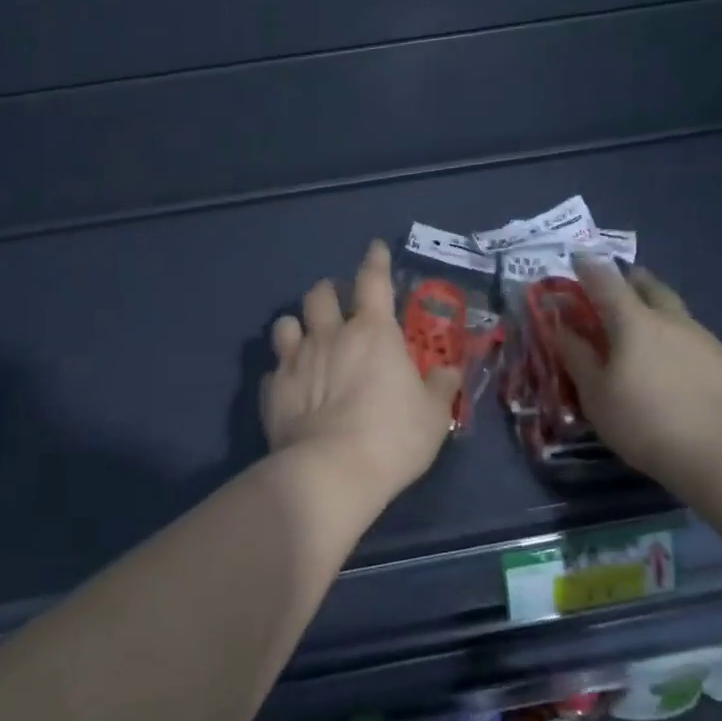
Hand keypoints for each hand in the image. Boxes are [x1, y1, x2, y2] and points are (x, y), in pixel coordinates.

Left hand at [261, 240, 461, 503]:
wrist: (331, 471)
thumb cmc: (392, 437)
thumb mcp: (432, 415)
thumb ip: (440, 387)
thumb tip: (449, 371)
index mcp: (372, 332)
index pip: (373, 280)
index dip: (375, 261)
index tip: (374, 249)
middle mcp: (329, 335)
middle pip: (320, 294)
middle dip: (328, 292)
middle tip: (337, 304)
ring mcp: (294, 360)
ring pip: (285, 323)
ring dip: (296, 325)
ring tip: (305, 338)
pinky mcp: (272, 390)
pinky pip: (273, 370)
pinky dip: (282, 373)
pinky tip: (290, 387)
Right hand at [555, 260, 721, 496]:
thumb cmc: (646, 423)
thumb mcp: (596, 395)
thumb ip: (577, 357)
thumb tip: (561, 327)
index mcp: (634, 322)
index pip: (606, 281)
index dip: (588, 268)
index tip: (576, 261)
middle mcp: (670, 320)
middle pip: (648, 286)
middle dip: (629, 279)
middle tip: (615, 285)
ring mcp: (703, 338)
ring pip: (674, 309)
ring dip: (655, 306)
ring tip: (643, 324)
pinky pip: (691, 335)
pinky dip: (674, 334)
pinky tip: (672, 360)